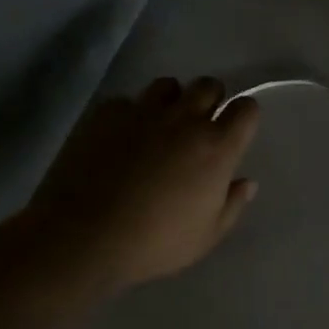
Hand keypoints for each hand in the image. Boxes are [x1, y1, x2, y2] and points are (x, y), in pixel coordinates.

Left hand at [30, 77, 260, 289]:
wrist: (82, 236)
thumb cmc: (153, 243)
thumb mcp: (205, 238)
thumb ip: (231, 206)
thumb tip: (246, 183)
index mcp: (215, 147)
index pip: (245, 109)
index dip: (244, 115)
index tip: (235, 129)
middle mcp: (184, 119)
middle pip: (208, 85)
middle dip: (209, 99)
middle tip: (199, 124)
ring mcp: (144, 111)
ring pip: (168, 85)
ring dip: (171, 100)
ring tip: (160, 124)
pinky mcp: (108, 112)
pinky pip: (127, 101)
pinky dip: (129, 115)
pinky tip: (120, 138)